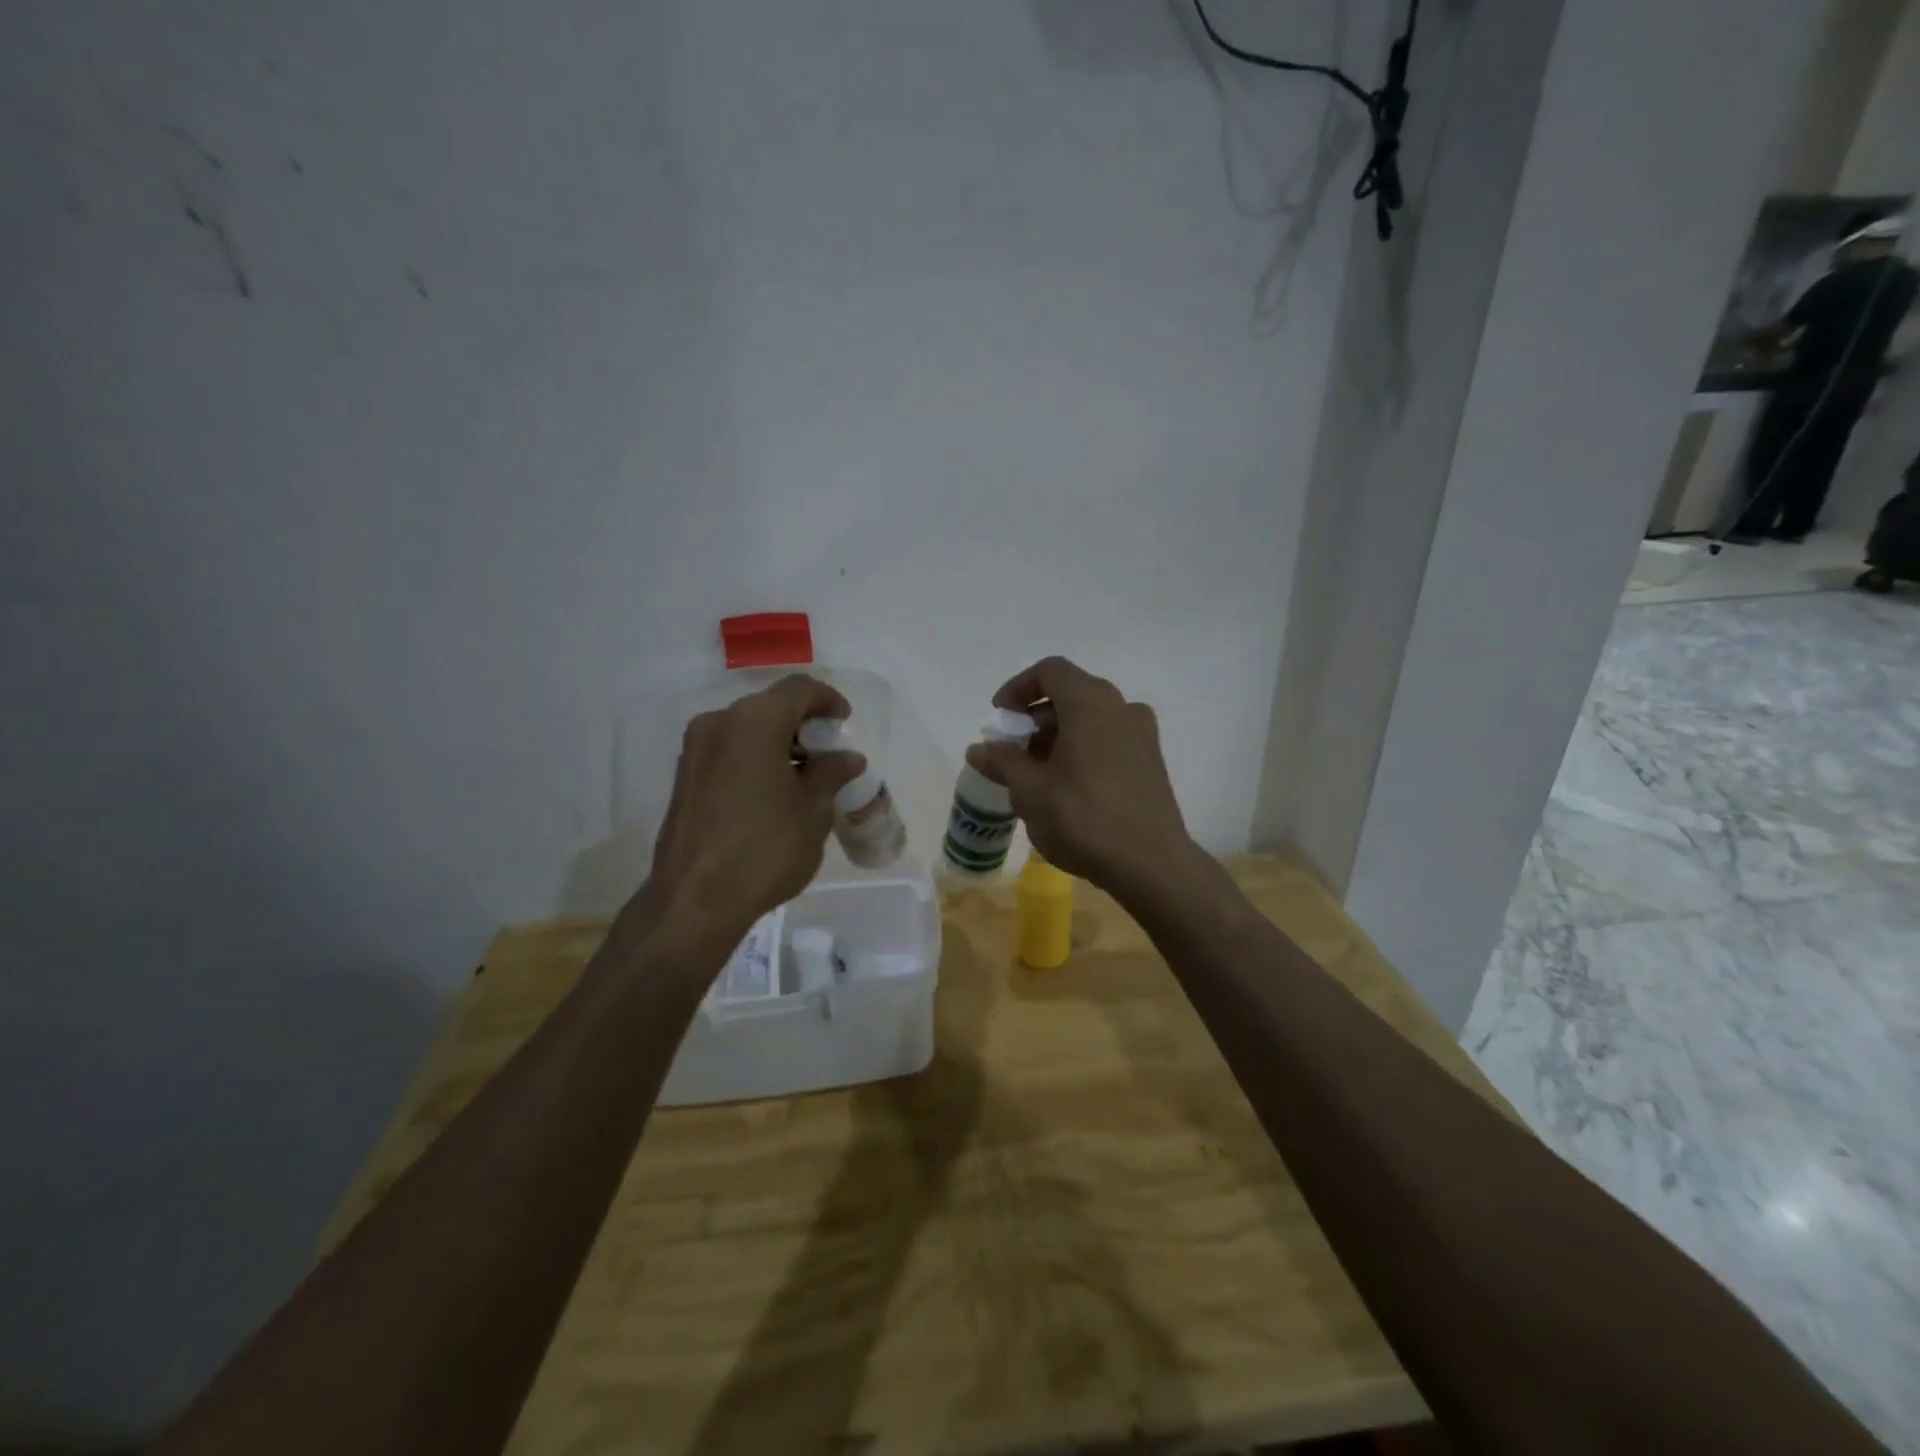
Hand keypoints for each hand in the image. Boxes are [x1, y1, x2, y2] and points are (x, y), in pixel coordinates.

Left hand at [645, 675, 864, 946]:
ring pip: (747, 730)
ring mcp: (695, 750)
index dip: (828, 700)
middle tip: (829, 755)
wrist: (694, 900)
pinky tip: (773, 792)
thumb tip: (847, 758)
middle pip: (770, 707)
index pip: (799, 690)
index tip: (845, 723)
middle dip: (803, 725)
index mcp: (754, 722)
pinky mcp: (684, 777)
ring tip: (805, 778)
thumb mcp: (813, 811)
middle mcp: (719, 723)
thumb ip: (830, 774)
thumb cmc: (765, 849)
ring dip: (779, 743)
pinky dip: (755, 759)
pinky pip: (729, 751)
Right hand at [964, 656, 1195, 895]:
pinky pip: (1109, 739)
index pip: (1050, 671)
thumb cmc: (1082, 817)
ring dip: (1059, 735)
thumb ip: (1003, 762)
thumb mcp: (1030, 790)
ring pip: (1092, 719)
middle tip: (1013, 749)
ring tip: (1036, 773)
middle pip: (1071, 694)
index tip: (999, 716)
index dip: (1018, 687)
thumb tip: (979, 749)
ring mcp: (1142, 735)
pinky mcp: (1151, 762)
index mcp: (1090, 703)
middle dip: (1036, 717)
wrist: (1150, 864)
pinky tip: (1067, 786)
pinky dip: (1083, 749)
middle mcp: (1121, 708)